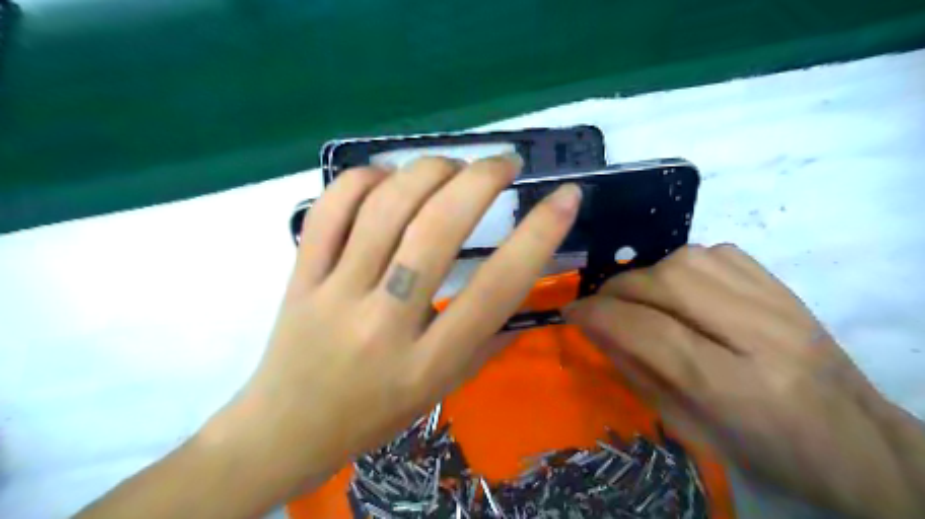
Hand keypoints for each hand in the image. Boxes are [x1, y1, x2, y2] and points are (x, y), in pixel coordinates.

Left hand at [204, 155, 579, 495]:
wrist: (287, 429)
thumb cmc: (376, 414)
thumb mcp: (443, 389)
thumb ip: (486, 339)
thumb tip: (523, 282)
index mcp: (429, 362)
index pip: (497, 287)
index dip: (539, 234)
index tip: (565, 197)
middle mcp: (384, 323)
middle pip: (437, 231)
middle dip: (480, 181)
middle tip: (503, 163)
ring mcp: (334, 294)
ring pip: (385, 209)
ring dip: (428, 171)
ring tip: (452, 166)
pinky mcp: (299, 277)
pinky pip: (330, 211)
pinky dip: (364, 179)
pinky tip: (388, 176)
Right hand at [569, 246, 921, 518]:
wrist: (857, 443)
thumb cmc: (766, 452)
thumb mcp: (690, 429)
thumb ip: (637, 373)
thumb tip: (594, 329)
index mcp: (738, 390)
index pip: (649, 332)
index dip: (599, 316)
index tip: (571, 312)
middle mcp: (762, 335)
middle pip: (668, 284)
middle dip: (618, 289)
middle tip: (600, 304)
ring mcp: (779, 303)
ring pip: (689, 259)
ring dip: (647, 274)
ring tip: (637, 297)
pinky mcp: (784, 286)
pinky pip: (716, 252)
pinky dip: (681, 264)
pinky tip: (678, 287)